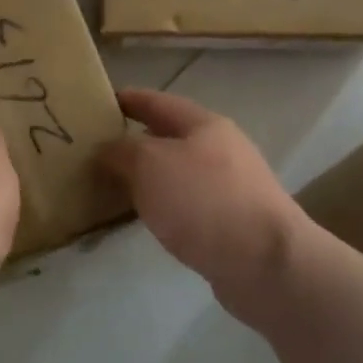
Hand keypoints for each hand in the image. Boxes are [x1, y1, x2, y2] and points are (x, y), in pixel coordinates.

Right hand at [99, 90, 306, 315]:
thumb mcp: (150, 164)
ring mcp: (231, 187)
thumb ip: (122, 150)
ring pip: (179, 172)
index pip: (158, 101)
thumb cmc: (204, 201)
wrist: (265, 263)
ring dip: (149, 176)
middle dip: (136, 140)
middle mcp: (221, 150)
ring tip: (114, 185)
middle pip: (170, 137)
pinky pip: (188, 204)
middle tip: (97, 149)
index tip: (98, 101)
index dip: (128, 99)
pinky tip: (148, 218)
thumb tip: (108, 149)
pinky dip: (164, 204)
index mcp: (204, 125)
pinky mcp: (233, 223)